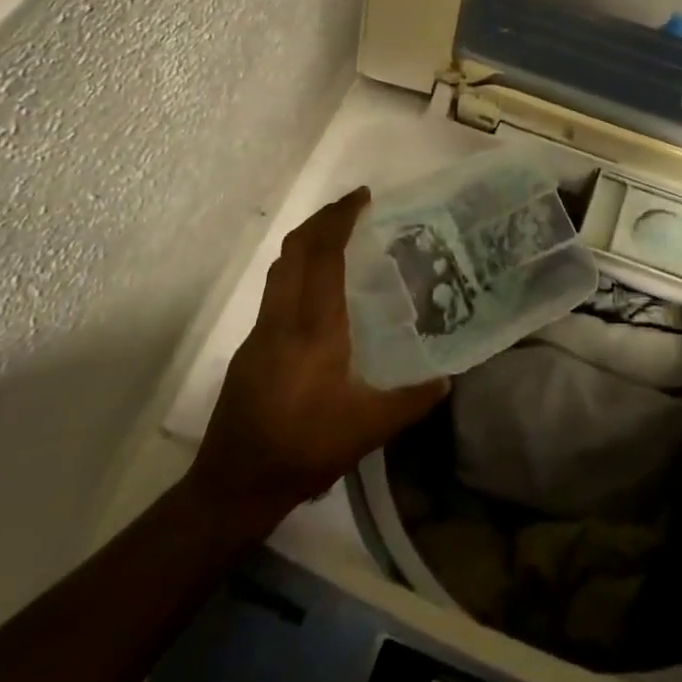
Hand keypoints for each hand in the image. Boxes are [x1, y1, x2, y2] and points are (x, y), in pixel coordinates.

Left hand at [188, 188, 448, 530]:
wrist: (234, 484)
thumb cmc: (304, 450)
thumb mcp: (368, 429)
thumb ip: (412, 401)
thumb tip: (447, 379)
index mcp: (313, 327)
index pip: (323, 255)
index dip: (340, 218)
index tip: (363, 197)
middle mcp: (282, 318)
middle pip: (294, 249)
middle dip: (322, 219)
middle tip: (353, 207)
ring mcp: (260, 332)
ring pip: (280, 268)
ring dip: (306, 243)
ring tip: (338, 239)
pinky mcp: (250, 349)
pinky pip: (275, 291)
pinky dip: (297, 272)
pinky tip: (319, 295)